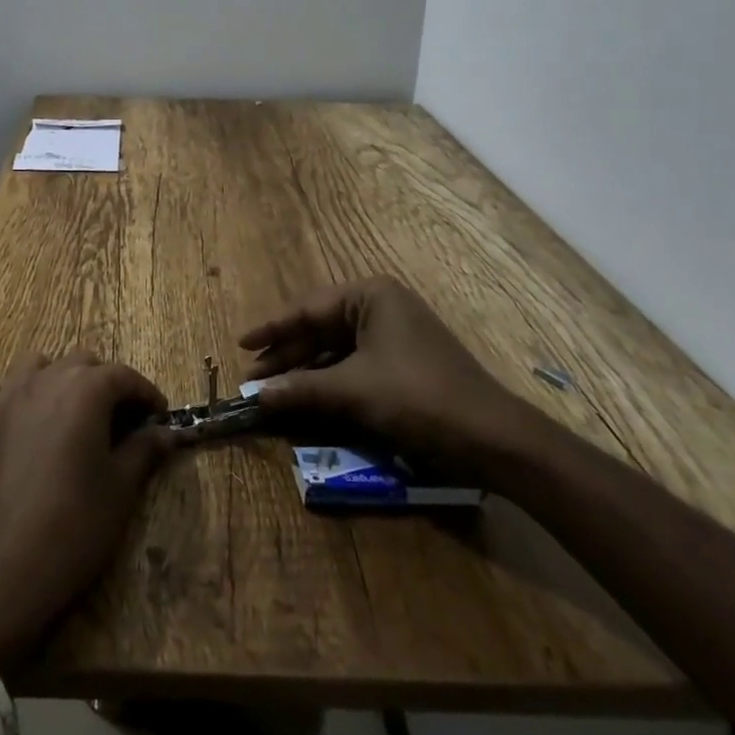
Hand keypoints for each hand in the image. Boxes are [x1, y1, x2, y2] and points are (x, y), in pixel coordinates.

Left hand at [0, 352, 177, 673]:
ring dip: (58, 379)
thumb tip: (166, 432)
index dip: (146, 393)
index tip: (158, 416)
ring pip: (36, 366)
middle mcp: (44, 380)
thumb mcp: (120, 491)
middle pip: (82, 363)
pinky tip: (18, 421)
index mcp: (85, 391)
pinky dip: (9, 395)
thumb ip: (144, 450)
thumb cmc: (71, 529)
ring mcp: (5, 398)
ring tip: (69, 414)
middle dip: (105, 383)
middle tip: (119, 421)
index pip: (124, 376)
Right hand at [239, 275, 545, 476]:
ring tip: (276, 391)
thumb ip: (302, 389)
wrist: (492, 439)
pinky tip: (312, 400)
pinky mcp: (405, 362)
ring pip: (338, 349)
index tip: (241, 344)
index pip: (308, 308)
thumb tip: (256, 396)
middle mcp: (382, 306)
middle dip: (288, 355)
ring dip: (308, 371)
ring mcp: (396, 334)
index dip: (272, 329)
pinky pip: (356, 365)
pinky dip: (332, 382)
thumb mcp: (354, 392)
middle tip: (255, 378)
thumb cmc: (418, 398)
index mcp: (370, 295)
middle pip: (321, 328)